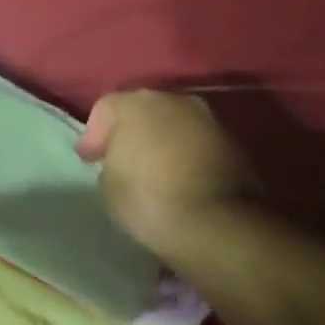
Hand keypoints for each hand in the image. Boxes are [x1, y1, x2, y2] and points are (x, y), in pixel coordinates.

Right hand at [76, 89, 258, 262]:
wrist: (217, 225)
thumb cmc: (149, 199)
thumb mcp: (108, 184)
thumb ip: (112, 161)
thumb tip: (125, 161)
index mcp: (136, 103)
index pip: (106, 108)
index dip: (94, 134)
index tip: (90, 159)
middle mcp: (174, 100)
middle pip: (144, 111)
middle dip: (131, 132)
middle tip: (121, 159)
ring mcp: (209, 119)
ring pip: (174, 125)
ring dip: (162, 142)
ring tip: (153, 171)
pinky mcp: (235, 144)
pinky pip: (197, 144)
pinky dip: (186, 156)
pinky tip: (179, 178)